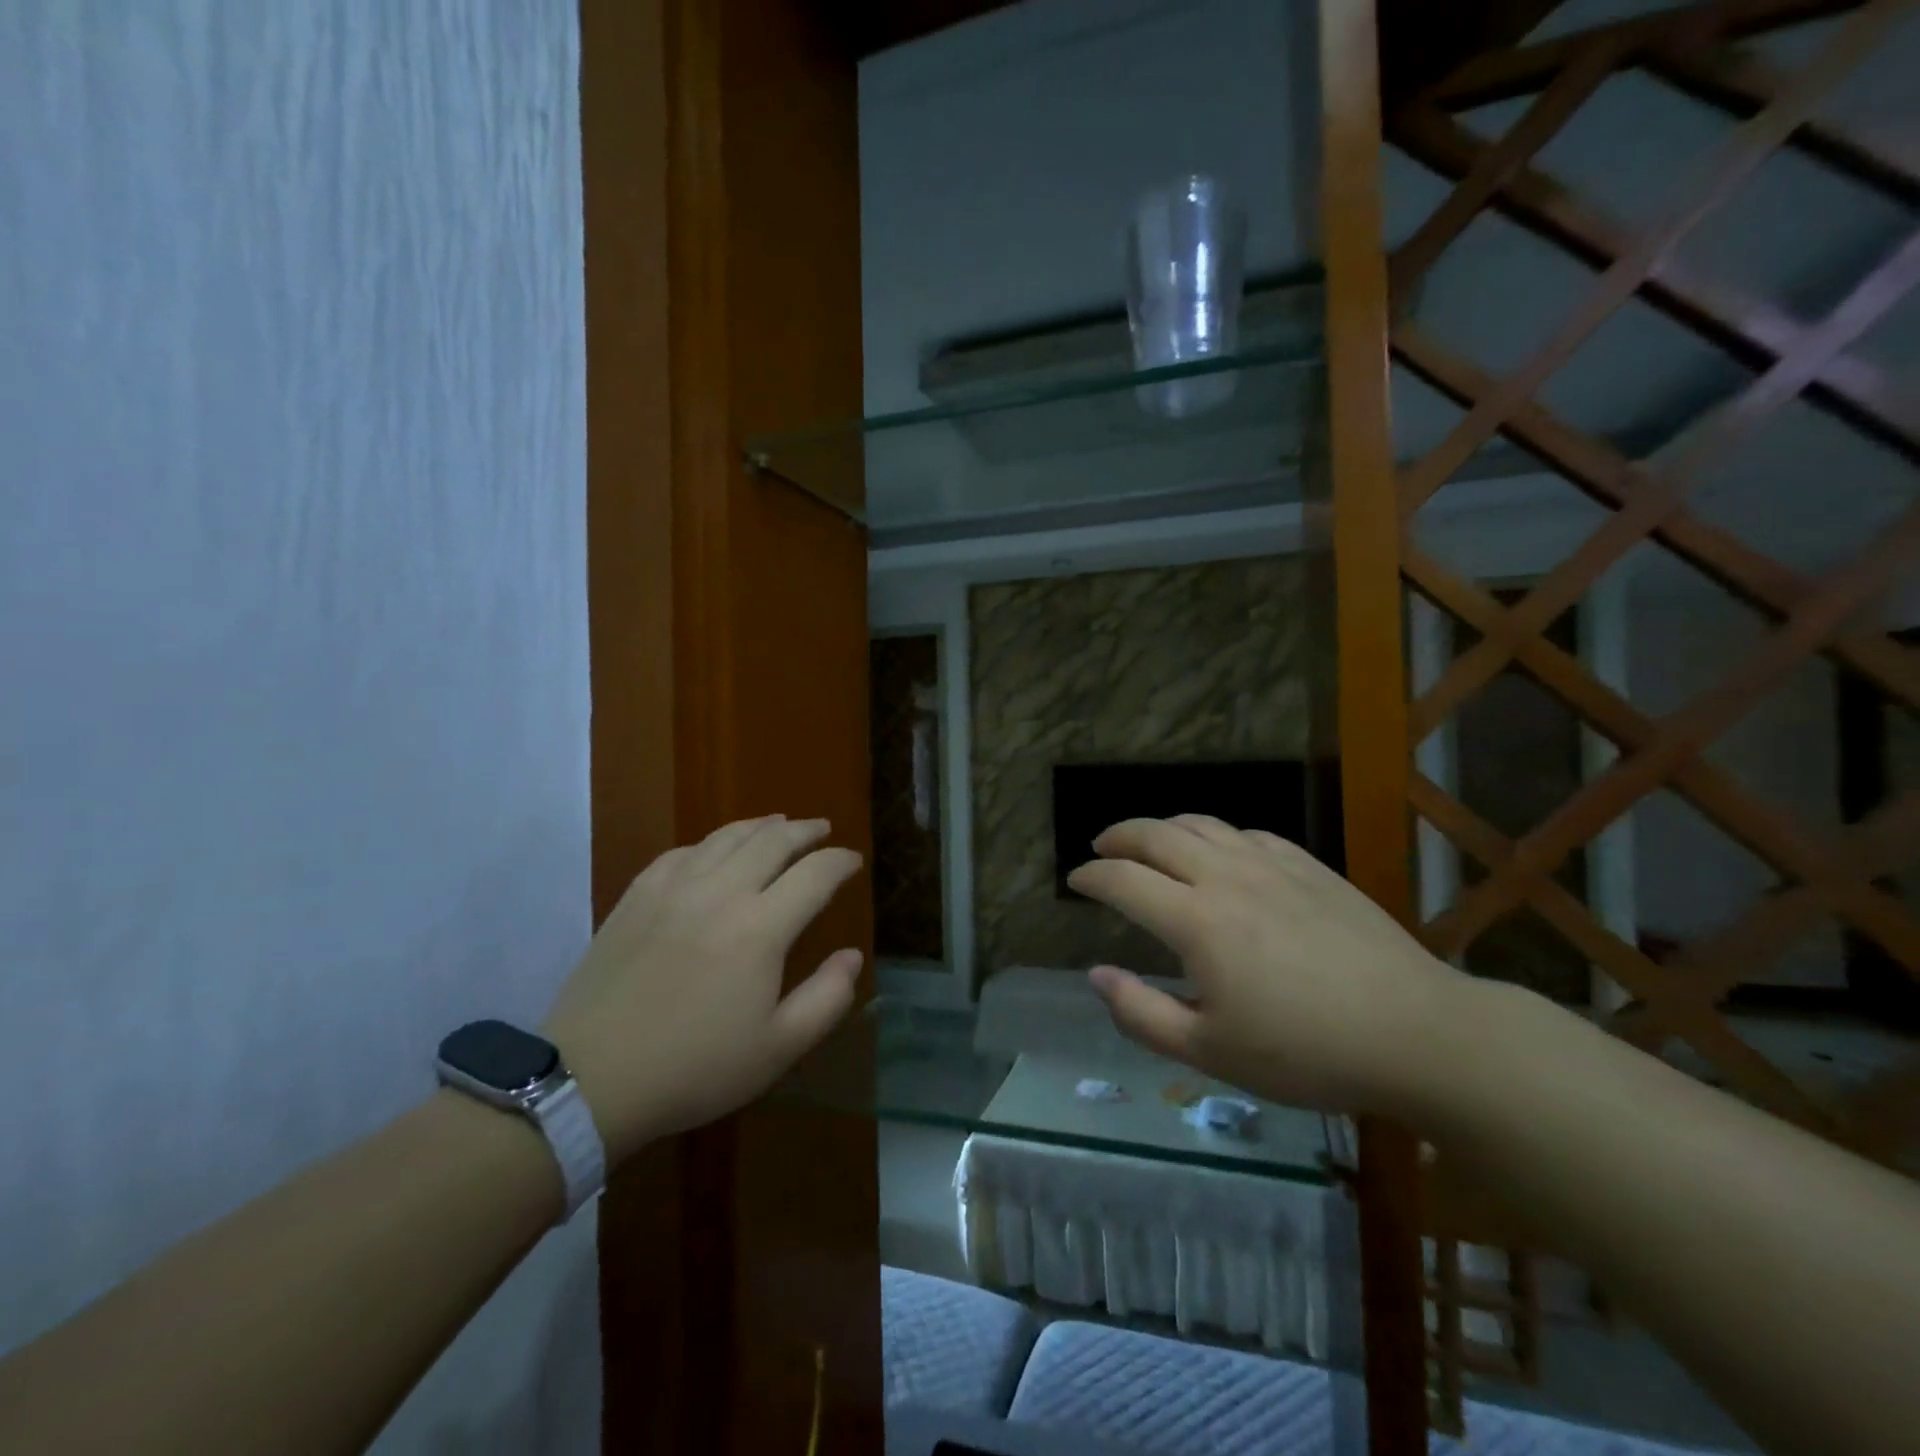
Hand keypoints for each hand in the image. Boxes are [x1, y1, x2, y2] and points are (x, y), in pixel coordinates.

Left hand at [543, 816, 863, 1162]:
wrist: (591, 1079)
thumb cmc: (693, 1068)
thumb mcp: (777, 1049)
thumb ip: (827, 999)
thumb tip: (852, 956)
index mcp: (760, 928)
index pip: (815, 874)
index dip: (840, 862)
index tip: (854, 861)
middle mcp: (721, 892)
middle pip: (773, 841)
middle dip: (805, 831)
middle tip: (823, 830)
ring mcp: (673, 888)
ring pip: (727, 837)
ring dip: (761, 826)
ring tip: (778, 824)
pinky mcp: (637, 895)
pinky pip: (683, 852)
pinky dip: (711, 843)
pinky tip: (715, 851)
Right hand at [1069, 815, 1471, 1115]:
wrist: (1418, 1033)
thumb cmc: (1307, 1052)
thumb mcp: (1211, 1052)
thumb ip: (1141, 1014)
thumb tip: (1097, 975)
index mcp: (1196, 921)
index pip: (1123, 880)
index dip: (1091, 877)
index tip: (1075, 882)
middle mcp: (1226, 877)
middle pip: (1155, 835)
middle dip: (1118, 836)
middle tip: (1100, 848)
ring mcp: (1271, 864)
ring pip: (1201, 824)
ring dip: (1163, 827)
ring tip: (1149, 842)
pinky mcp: (1309, 866)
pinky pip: (1246, 833)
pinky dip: (1215, 835)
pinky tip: (1219, 852)